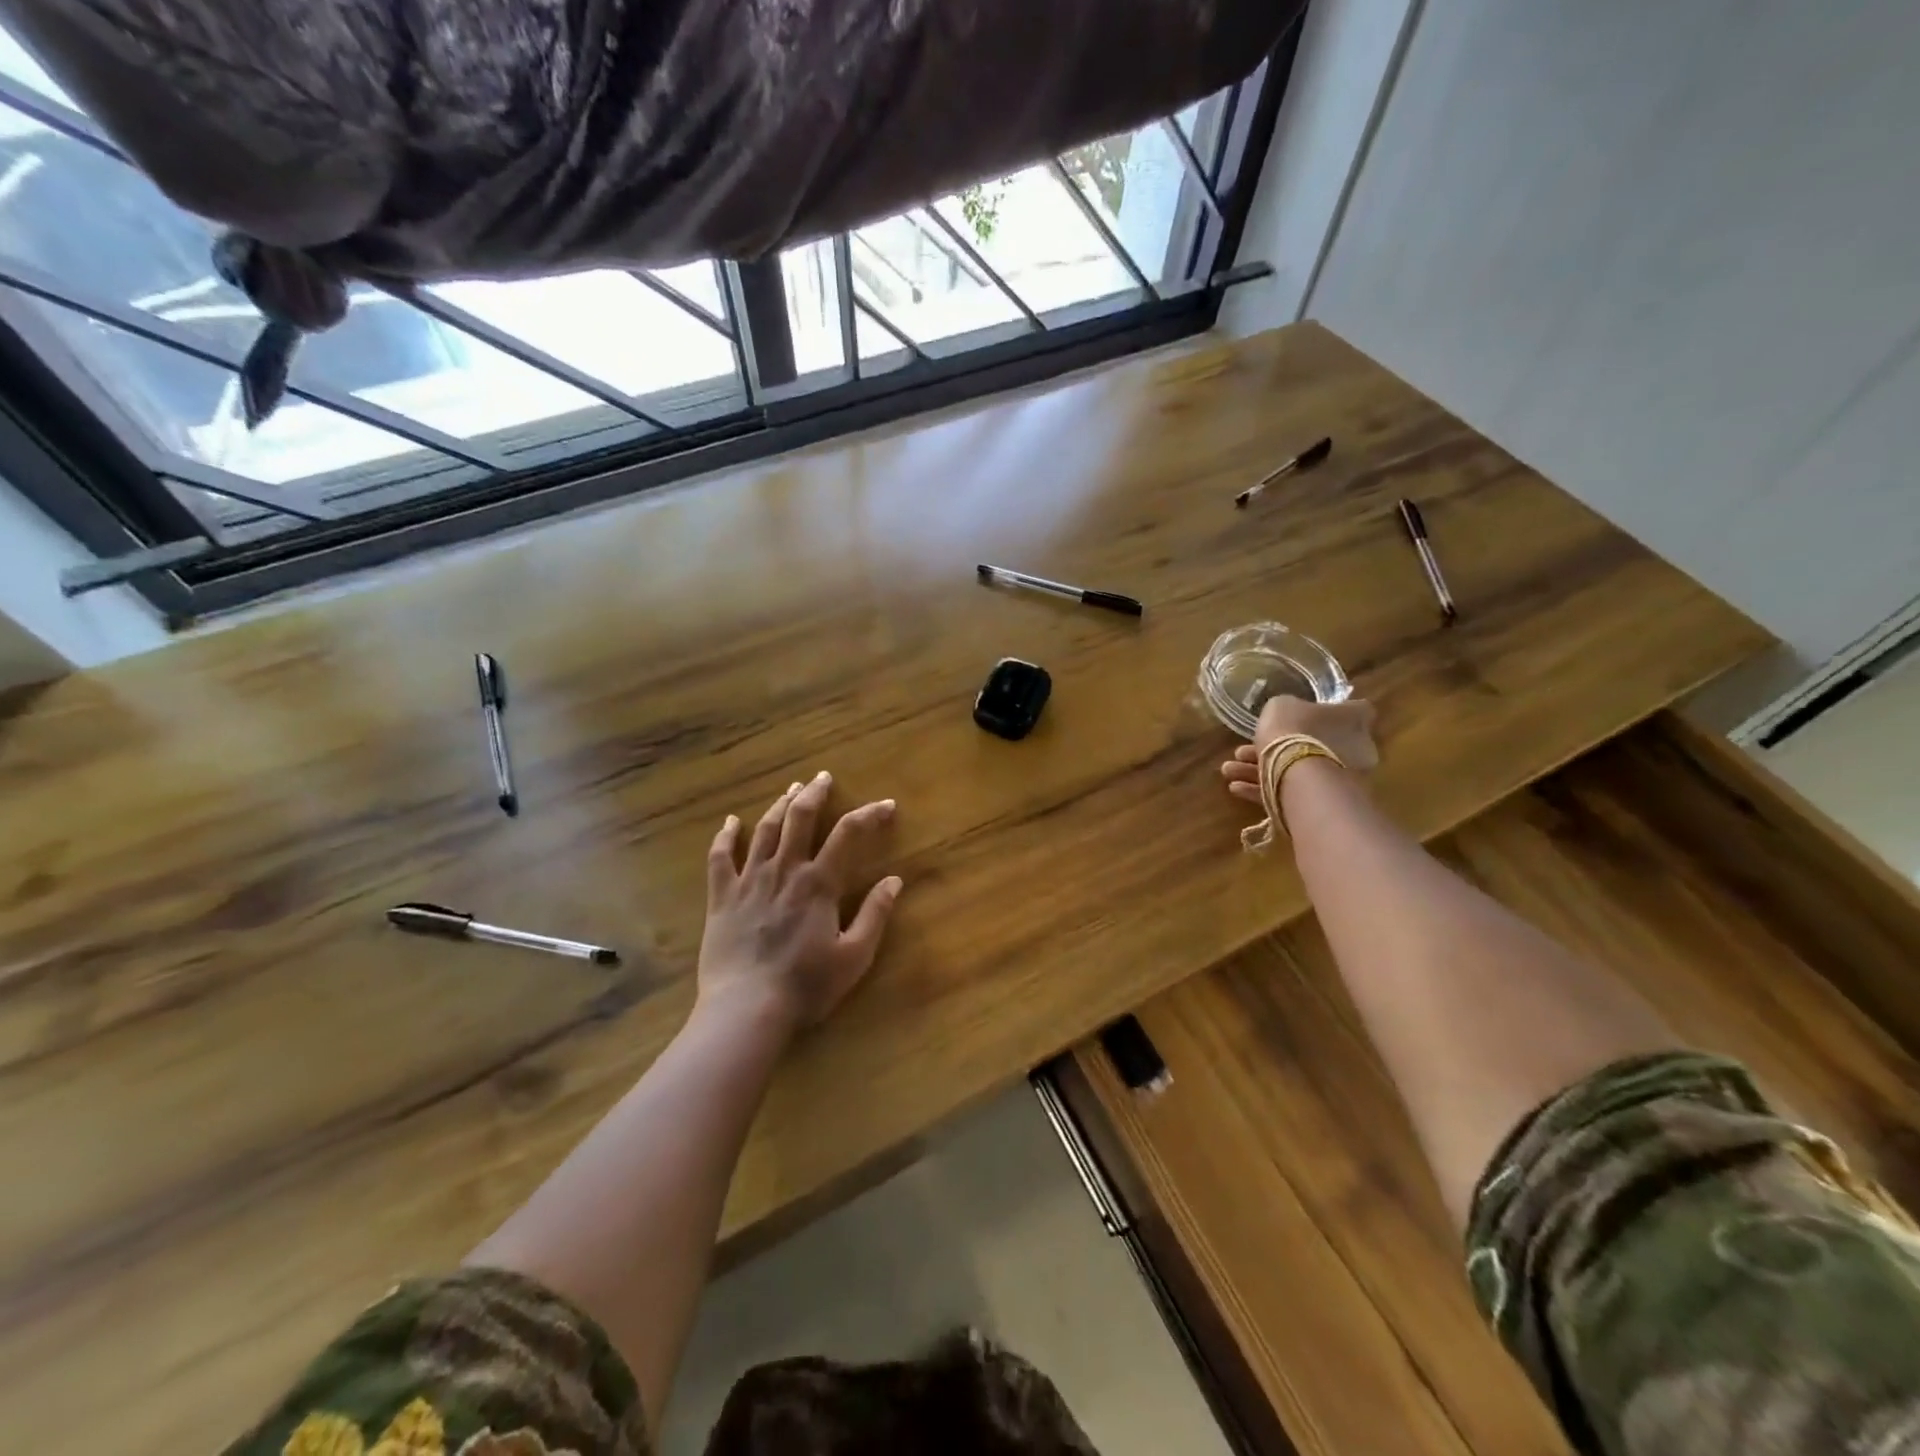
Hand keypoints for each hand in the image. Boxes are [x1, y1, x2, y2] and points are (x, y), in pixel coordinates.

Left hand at [699, 772, 902, 1033]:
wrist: (746, 1009)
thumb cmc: (806, 986)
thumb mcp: (854, 956)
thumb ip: (875, 914)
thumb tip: (894, 880)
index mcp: (819, 883)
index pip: (849, 834)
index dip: (869, 815)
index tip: (886, 805)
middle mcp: (784, 870)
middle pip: (801, 818)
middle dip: (815, 794)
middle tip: (823, 778)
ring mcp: (749, 880)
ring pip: (765, 830)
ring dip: (780, 806)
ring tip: (791, 790)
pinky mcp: (721, 897)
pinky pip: (720, 857)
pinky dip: (726, 835)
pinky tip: (731, 822)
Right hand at [1221, 697, 1378, 804]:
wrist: (1299, 773)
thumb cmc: (1296, 729)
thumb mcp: (1283, 705)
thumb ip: (1288, 709)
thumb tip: (1290, 713)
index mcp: (1353, 720)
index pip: (1355, 710)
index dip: (1331, 711)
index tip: (1306, 713)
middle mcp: (1354, 750)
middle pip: (1314, 745)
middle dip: (1278, 747)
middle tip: (1244, 749)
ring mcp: (1339, 779)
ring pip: (1294, 770)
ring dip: (1260, 770)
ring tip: (1229, 770)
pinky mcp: (1321, 803)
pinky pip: (1288, 792)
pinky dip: (1262, 790)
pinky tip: (1236, 787)